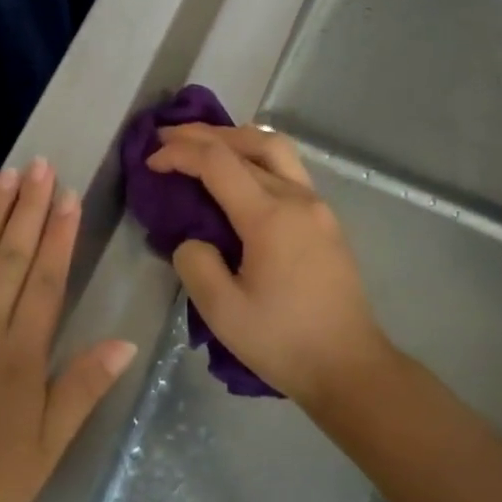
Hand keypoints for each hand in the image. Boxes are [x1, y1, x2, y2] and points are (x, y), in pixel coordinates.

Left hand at [0, 159, 136, 501]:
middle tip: (40, 165)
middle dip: (28, 208)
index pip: (46, 280)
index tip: (69, 196)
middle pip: (10, 256)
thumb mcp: (44, 451)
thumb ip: (81, 389)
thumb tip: (124, 341)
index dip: (59, 235)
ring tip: (7, 175)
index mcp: (20, 355)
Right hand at [146, 124, 393, 408]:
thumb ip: (195, 264)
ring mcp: (317, 207)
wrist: (350, 368)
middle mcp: (297, 199)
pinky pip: (288, 170)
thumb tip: (193, 240)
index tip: (150, 161)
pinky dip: (256, 158)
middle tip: (167, 136)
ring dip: (235, 139)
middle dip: (204, 133)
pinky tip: (239, 175)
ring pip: (275, 149)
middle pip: (249, 142)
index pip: (218, 163)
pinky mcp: (326, 221)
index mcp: (270, 217)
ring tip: (203, 145)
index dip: (179, 153)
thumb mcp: (222, 312)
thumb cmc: (284, 342)